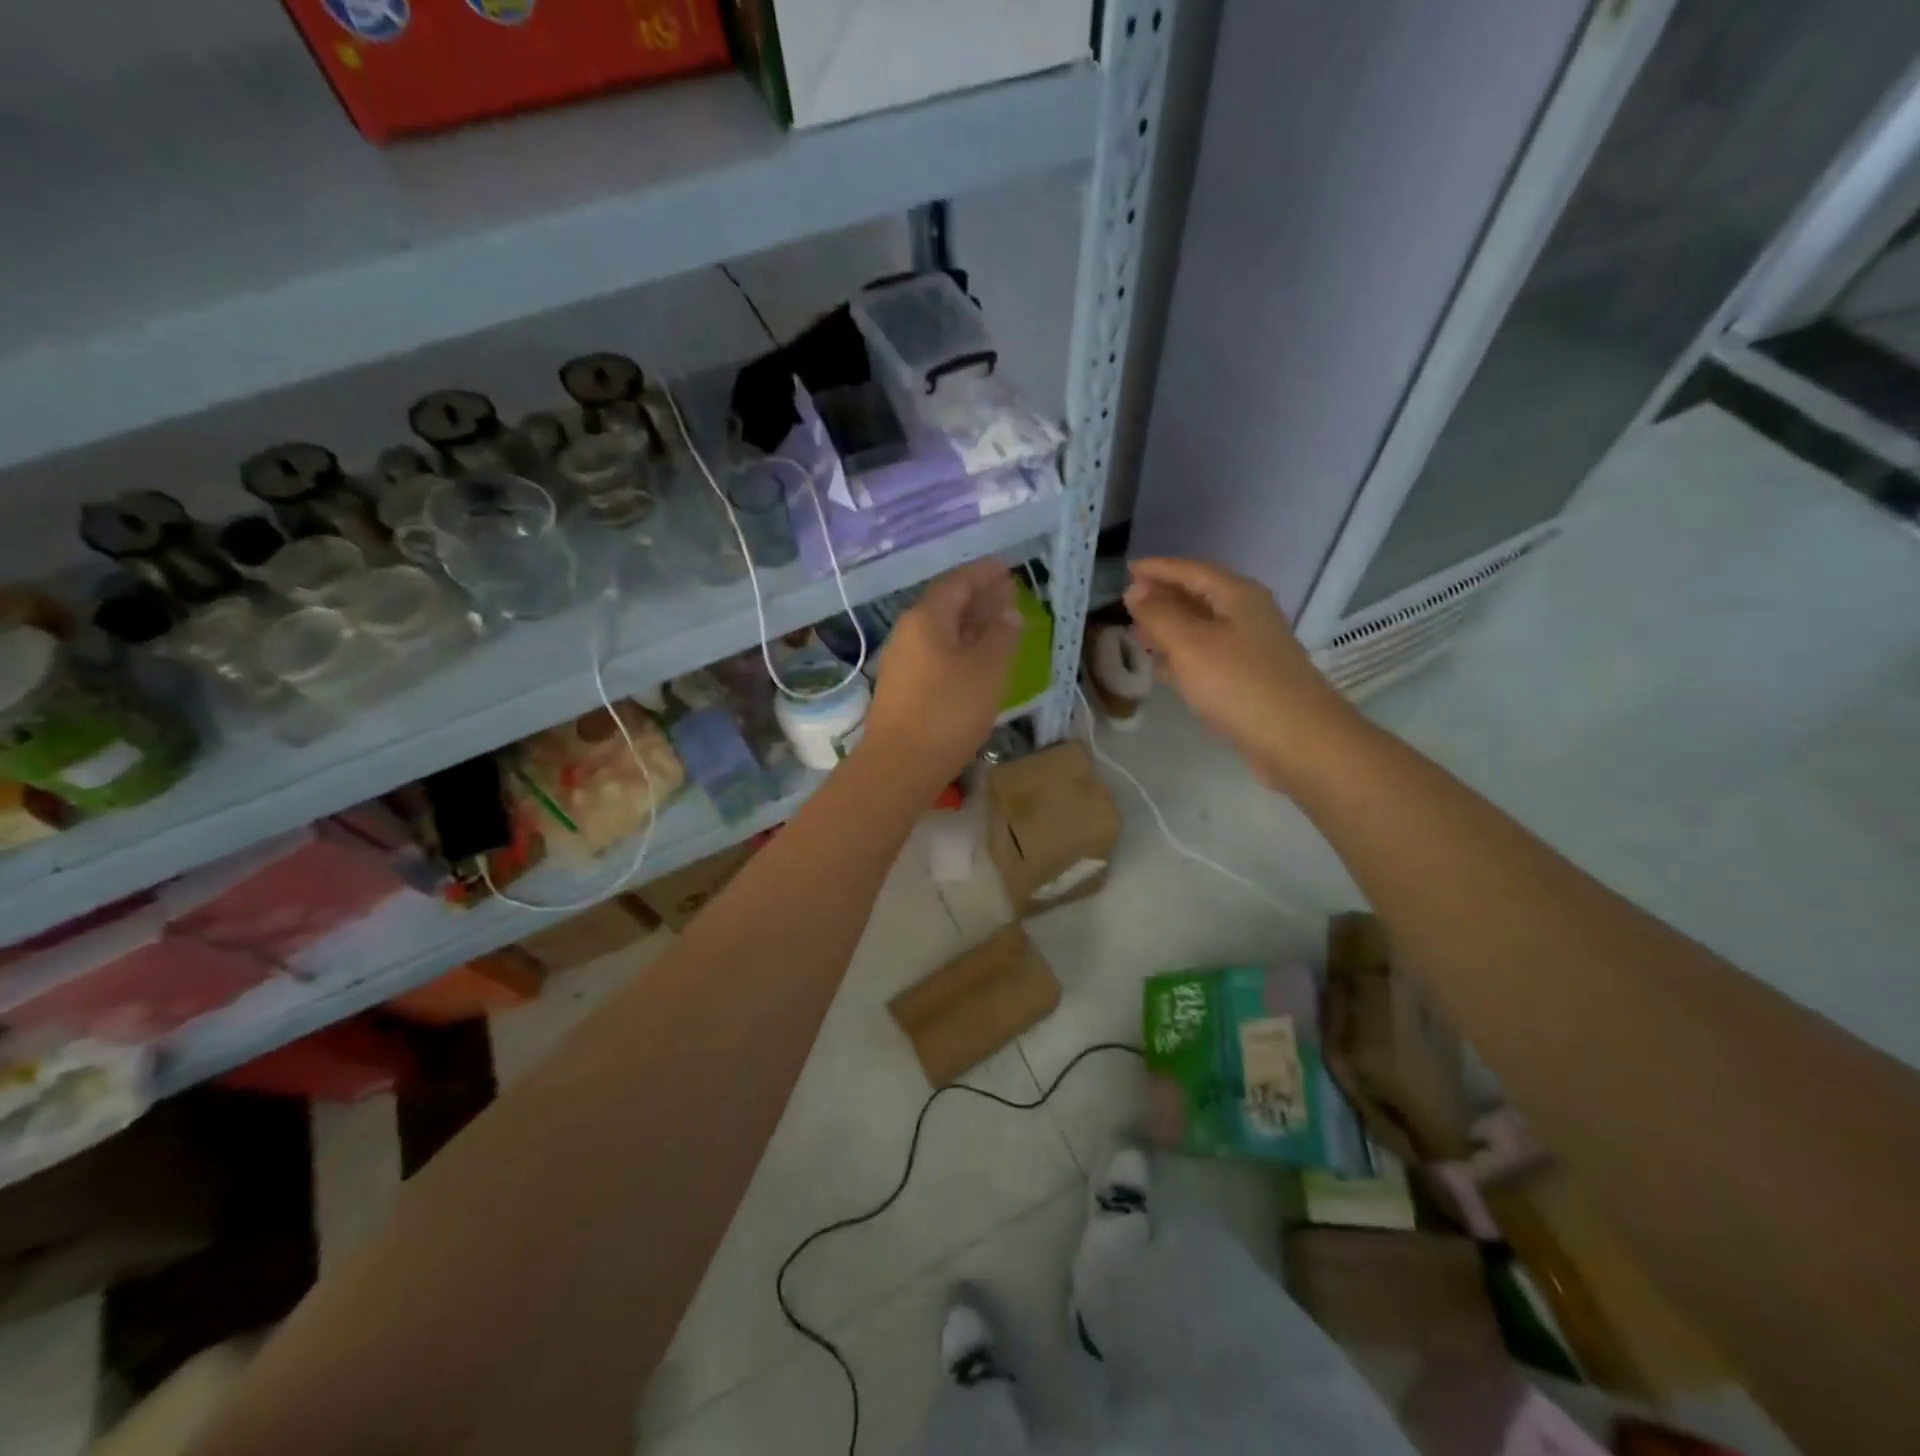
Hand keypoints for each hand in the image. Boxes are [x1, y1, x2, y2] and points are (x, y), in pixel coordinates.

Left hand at [864, 560, 1021, 788]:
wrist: (899, 766)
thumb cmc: (947, 712)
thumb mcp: (985, 670)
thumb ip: (1000, 636)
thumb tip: (1008, 614)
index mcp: (926, 618)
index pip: (957, 582)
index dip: (983, 573)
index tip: (1007, 569)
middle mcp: (909, 633)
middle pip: (947, 605)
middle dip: (979, 597)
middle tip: (1009, 594)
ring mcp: (904, 661)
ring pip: (943, 631)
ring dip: (972, 624)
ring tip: (1001, 625)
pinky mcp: (905, 687)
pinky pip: (938, 653)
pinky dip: (962, 648)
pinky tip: (979, 660)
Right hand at [1124, 557, 1354, 788]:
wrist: (1297, 739)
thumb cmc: (1238, 684)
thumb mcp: (1189, 644)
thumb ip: (1158, 615)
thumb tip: (1135, 592)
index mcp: (1237, 595)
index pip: (1191, 570)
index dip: (1158, 568)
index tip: (1127, 569)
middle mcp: (1248, 614)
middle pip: (1200, 595)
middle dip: (1163, 597)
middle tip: (1128, 603)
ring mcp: (1252, 647)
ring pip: (1203, 626)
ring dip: (1170, 627)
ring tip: (1138, 634)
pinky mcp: (1250, 678)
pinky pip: (1208, 654)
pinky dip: (1183, 654)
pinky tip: (1164, 668)